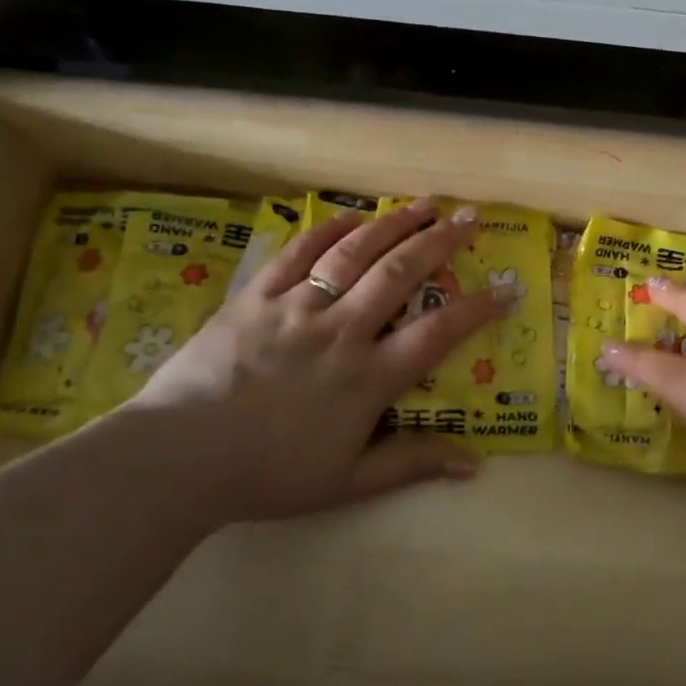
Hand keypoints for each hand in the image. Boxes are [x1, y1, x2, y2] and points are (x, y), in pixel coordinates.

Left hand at [114, 199, 508, 528]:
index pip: (437, 333)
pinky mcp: (256, 297)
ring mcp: (297, 308)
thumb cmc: (268, 474)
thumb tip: (474, 463)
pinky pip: (297, 255)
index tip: (507, 289)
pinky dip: (328, 232)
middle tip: (470, 217)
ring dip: (394, 225)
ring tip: (424, 203)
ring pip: (354, 254)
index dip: (477, 309)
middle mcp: (341, 331)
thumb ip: (412, 465)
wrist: (178, 457)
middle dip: (440, 242)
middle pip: (400, 274)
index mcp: (368, 377)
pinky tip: (352, 218)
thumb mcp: (348, 483)